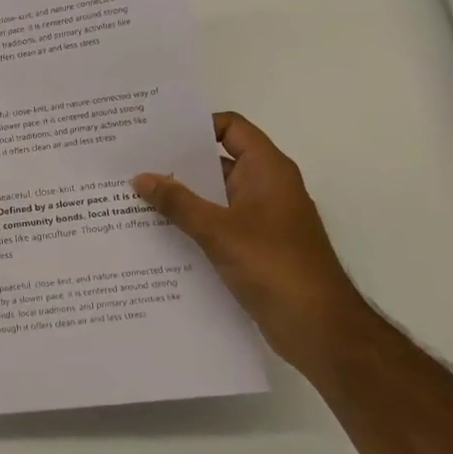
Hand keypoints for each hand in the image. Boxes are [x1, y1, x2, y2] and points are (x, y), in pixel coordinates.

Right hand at [133, 112, 361, 364]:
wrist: (318, 328)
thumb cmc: (274, 266)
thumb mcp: (218, 230)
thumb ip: (178, 202)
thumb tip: (140, 177)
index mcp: (267, 170)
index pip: (231, 127)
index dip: (196, 125)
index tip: (157, 133)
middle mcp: (266, 187)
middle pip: (218, 161)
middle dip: (178, 163)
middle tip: (133, 163)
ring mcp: (262, 219)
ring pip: (215, 196)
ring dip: (181, 197)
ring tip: (135, 197)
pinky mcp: (255, 247)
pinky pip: (217, 224)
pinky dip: (192, 224)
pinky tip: (157, 233)